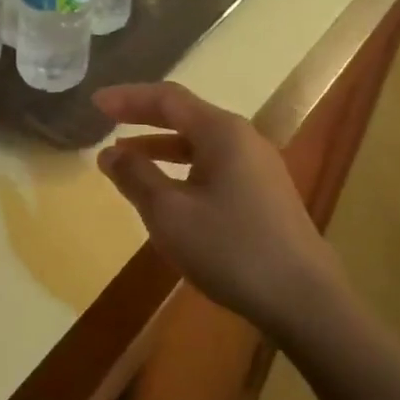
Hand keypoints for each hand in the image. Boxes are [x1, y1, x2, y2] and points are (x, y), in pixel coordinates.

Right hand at [94, 81, 340, 327]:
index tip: (95, 102)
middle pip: (186, 115)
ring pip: (200, 143)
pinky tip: (167, 191)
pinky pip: (213, 166)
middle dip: (143, 116)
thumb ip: (136, 176)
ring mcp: (259, 168)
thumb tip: (110, 153)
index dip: (128, 97)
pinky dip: (182, 168)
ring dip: (161, 145)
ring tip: (127, 157)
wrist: (305, 301)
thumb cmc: (231, 249)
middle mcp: (244, 139)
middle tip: (107, 118)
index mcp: (222, 132)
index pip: (167, 98)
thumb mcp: (169, 213)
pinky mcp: (264, 195)